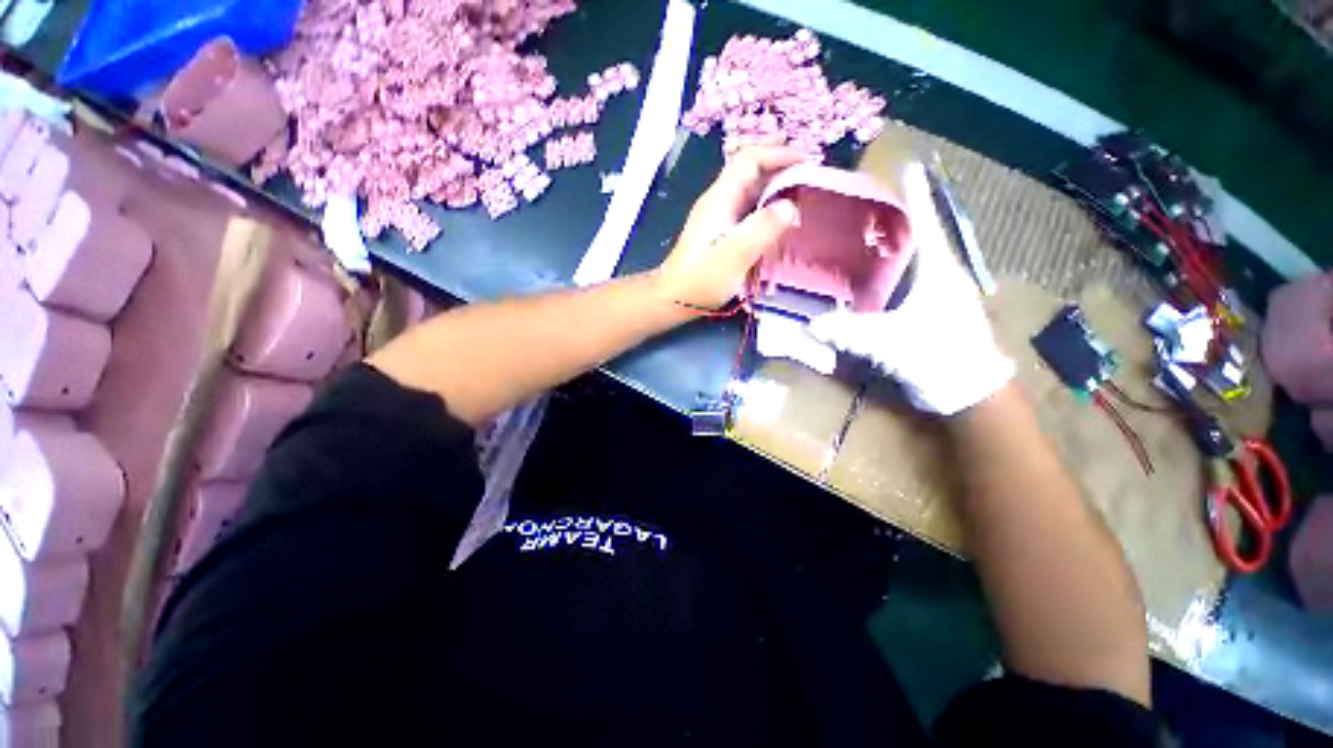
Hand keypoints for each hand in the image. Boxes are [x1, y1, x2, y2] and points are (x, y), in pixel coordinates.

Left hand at [654, 146, 806, 309]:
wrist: (674, 298)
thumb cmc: (702, 279)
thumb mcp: (735, 255)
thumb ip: (762, 228)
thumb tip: (789, 205)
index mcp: (720, 198)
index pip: (749, 159)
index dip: (778, 154)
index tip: (807, 161)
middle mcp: (718, 201)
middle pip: (749, 170)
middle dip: (779, 165)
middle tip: (809, 173)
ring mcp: (717, 216)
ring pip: (749, 190)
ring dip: (774, 186)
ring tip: (801, 193)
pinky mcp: (718, 232)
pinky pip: (746, 209)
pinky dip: (765, 206)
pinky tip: (778, 219)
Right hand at [808, 162, 1013, 414]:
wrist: (966, 391)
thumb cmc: (938, 357)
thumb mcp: (890, 342)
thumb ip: (849, 332)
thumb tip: (810, 325)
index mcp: (938, 270)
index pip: (925, 222)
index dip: (916, 195)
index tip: (908, 167)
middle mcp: (938, 275)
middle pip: (914, 237)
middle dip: (892, 219)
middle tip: (861, 205)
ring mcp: (934, 294)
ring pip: (908, 261)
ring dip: (887, 248)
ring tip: (857, 236)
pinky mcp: (926, 312)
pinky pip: (901, 285)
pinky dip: (883, 277)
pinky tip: (862, 278)